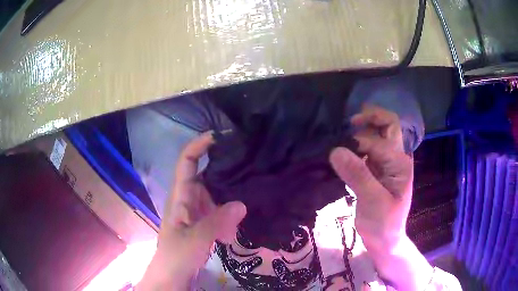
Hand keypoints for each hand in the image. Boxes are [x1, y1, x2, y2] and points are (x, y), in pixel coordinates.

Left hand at [138, 132, 246, 289]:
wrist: (171, 278)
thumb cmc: (175, 256)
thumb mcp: (194, 240)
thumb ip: (216, 222)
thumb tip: (241, 204)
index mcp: (180, 196)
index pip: (187, 162)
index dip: (200, 145)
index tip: (221, 136)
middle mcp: (188, 199)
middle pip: (207, 176)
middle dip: (226, 174)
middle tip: (251, 170)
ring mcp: (196, 213)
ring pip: (216, 196)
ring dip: (230, 202)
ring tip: (248, 205)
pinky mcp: (203, 225)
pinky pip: (219, 214)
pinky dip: (229, 219)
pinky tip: (235, 232)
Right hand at [330, 105, 432, 290]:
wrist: (384, 240)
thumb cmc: (383, 224)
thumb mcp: (373, 202)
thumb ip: (358, 175)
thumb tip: (336, 150)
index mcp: (400, 163)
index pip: (378, 142)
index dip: (357, 144)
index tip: (337, 155)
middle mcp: (396, 158)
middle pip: (389, 126)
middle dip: (371, 118)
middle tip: (350, 121)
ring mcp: (387, 163)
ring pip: (378, 136)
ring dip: (363, 130)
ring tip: (344, 132)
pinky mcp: (377, 170)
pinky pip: (368, 150)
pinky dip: (357, 145)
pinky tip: (345, 150)